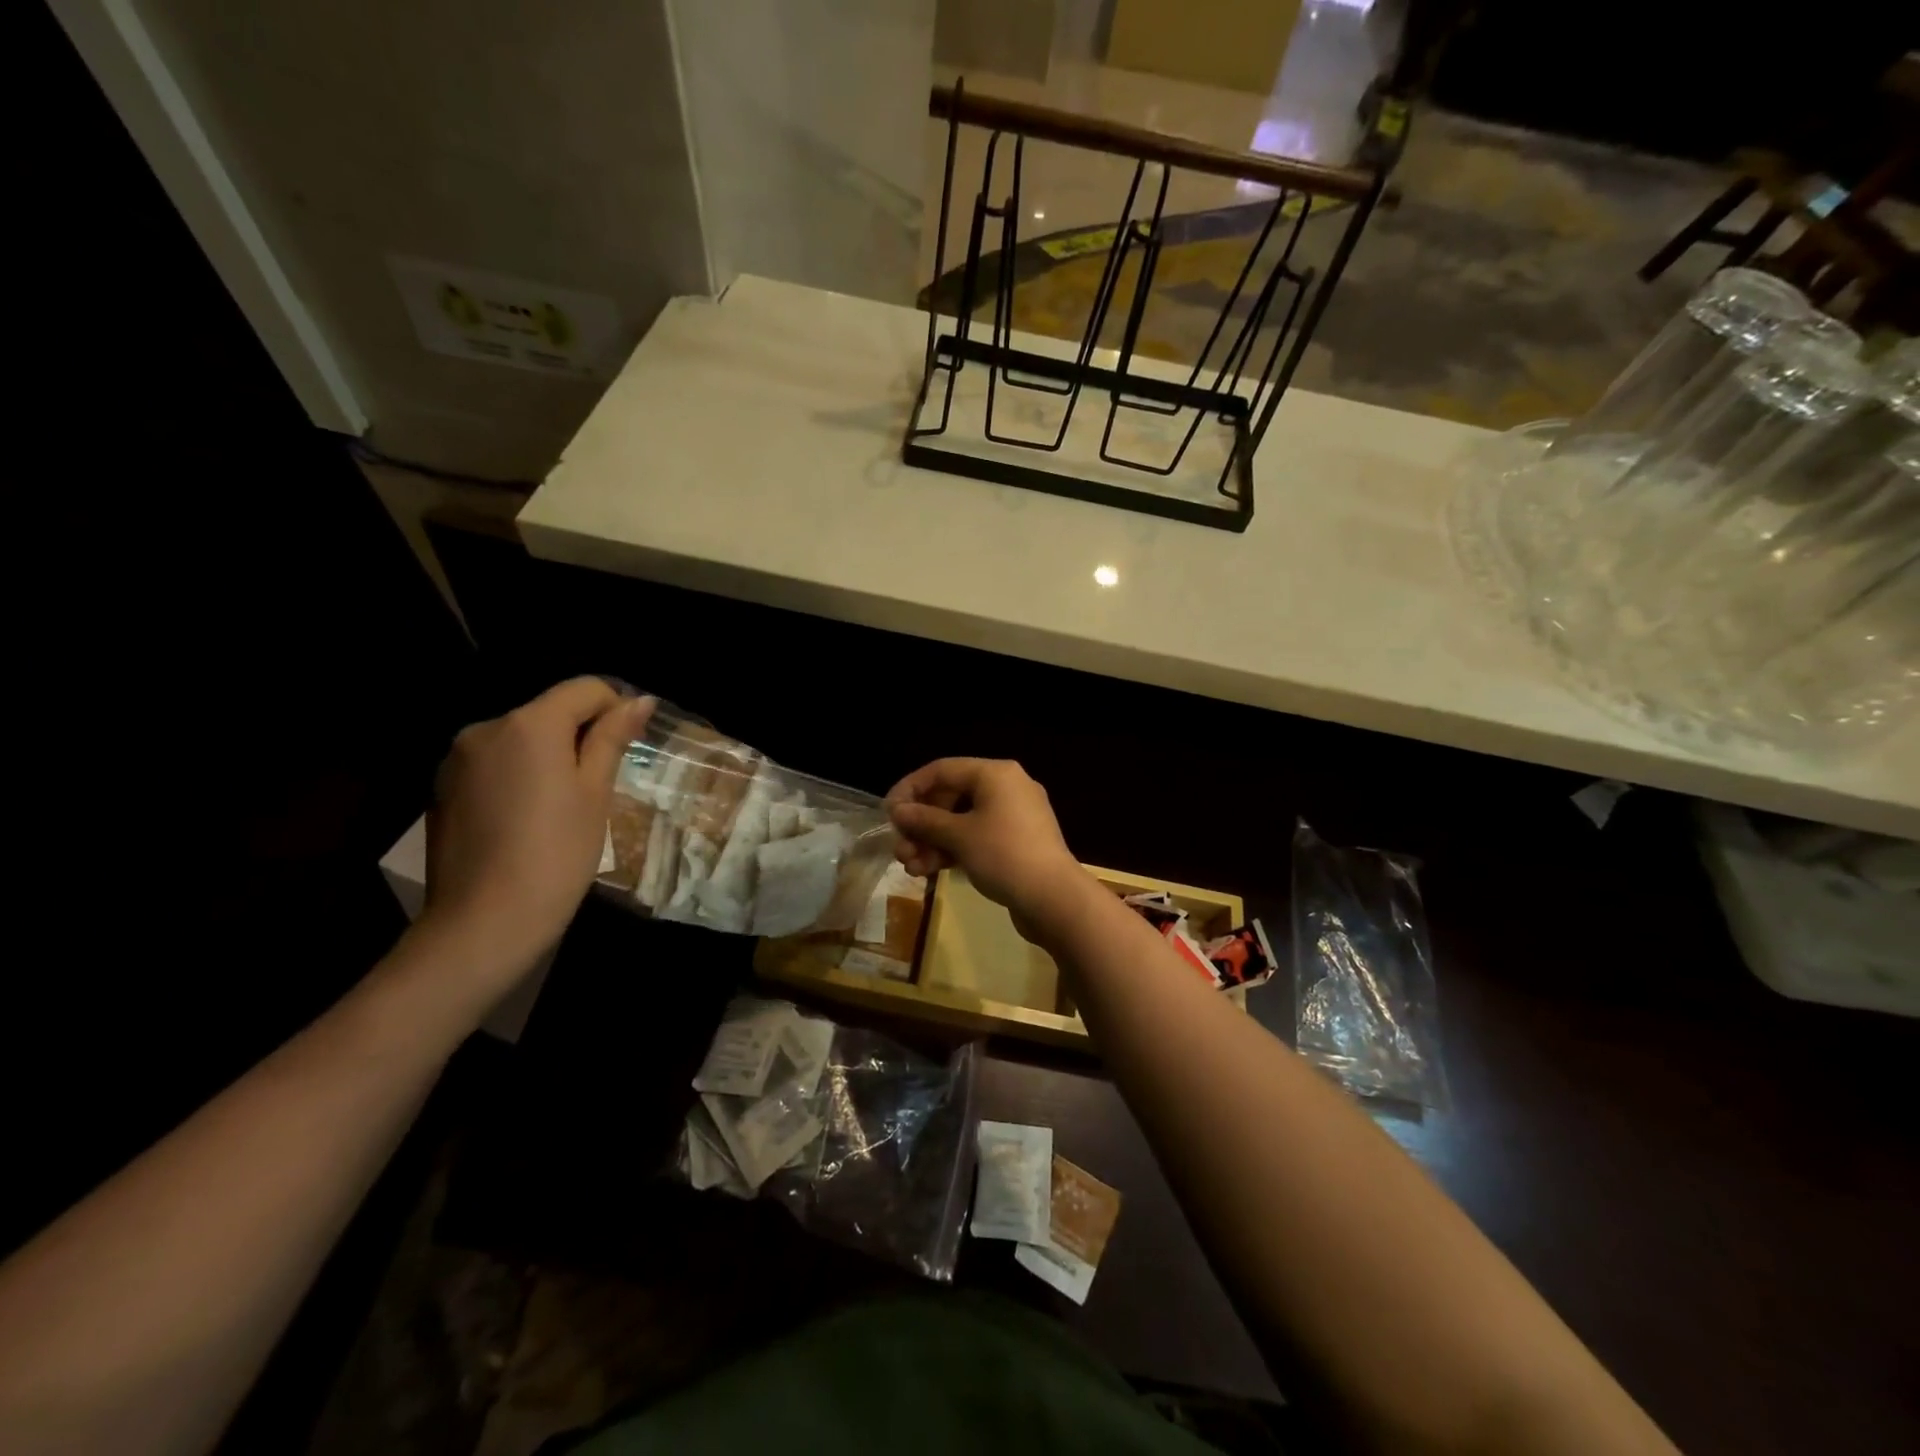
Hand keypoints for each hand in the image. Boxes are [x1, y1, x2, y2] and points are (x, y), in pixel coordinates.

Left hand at [422, 679, 652, 988]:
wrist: (484, 923)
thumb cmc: (557, 854)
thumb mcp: (596, 793)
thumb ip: (612, 738)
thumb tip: (640, 700)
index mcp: (529, 725)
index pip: (584, 689)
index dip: (616, 709)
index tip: (630, 747)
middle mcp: (486, 729)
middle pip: (549, 712)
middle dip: (580, 736)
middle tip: (601, 785)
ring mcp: (457, 760)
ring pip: (521, 740)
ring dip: (548, 757)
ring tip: (563, 808)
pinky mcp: (442, 790)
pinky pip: (494, 766)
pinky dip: (518, 778)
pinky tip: (526, 821)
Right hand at [887, 758, 1089, 939]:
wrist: (1055, 899)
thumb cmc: (1004, 856)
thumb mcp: (958, 836)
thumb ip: (924, 820)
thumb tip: (897, 810)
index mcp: (995, 773)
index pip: (941, 770)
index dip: (910, 789)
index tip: (888, 815)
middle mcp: (1006, 787)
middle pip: (950, 797)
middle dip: (921, 824)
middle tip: (900, 850)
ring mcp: (1013, 815)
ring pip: (961, 820)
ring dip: (933, 842)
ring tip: (912, 868)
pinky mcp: (1016, 842)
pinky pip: (976, 837)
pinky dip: (953, 850)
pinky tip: (931, 871)